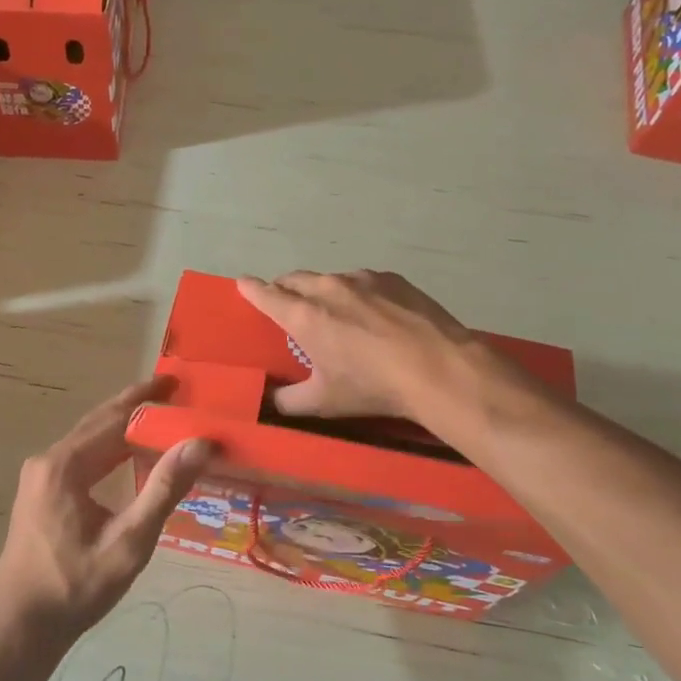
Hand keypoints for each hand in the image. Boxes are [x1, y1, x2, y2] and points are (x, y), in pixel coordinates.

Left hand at [0, 378, 212, 647]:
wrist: (21, 626)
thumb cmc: (76, 588)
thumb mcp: (128, 542)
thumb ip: (164, 489)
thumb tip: (199, 444)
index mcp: (65, 466)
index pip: (114, 419)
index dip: (147, 399)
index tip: (176, 382)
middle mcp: (47, 461)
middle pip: (98, 423)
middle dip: (136, 406)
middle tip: (173, 392)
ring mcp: (39, 476)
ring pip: (88, 439)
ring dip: (123, 427)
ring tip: (159, 418)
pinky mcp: (40, 491)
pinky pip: (80, 457)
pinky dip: (108, 448)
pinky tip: (130, 454)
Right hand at [236, 270, 483, 422]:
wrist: (438, 368)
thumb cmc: (373, 387)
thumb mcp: (324, 402)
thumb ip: (289, 401)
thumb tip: (270, 401)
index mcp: (304, 315)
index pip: (266, 295)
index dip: (250, 289)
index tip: (242, 284)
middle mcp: (328, 288)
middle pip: (294, 280)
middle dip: (284, 289)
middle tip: (287, 306)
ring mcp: (362, 279)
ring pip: (329, 279)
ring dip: (322, 291)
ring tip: (335, 313)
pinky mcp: (391, 279)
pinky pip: (363, 281)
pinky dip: (357, 293)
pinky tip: (373, 315)